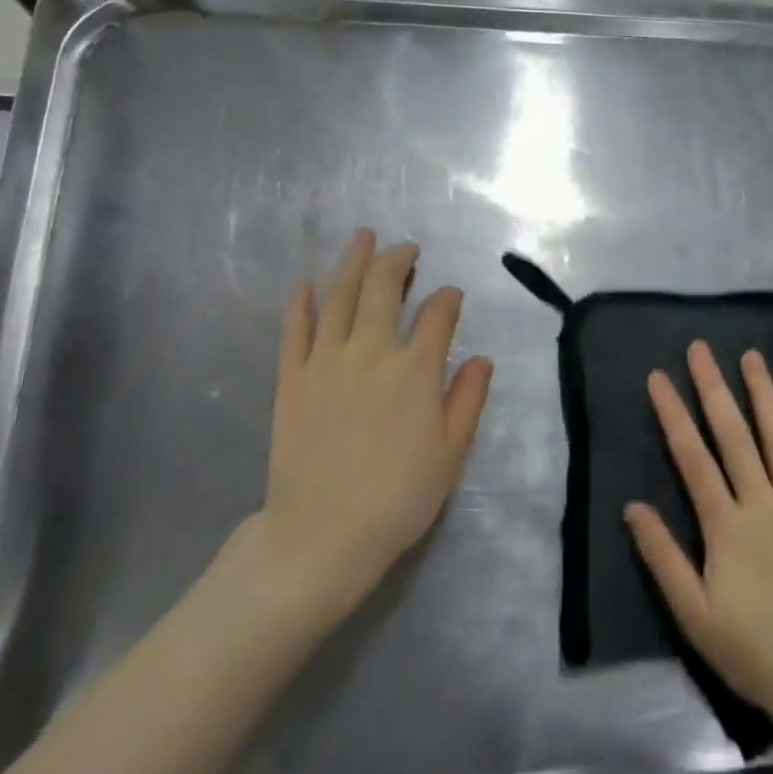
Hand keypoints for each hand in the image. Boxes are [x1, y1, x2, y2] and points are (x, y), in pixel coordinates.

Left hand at [255, 229, 493, 623]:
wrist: (321, 535)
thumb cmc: (397, 498)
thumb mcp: (450, 454)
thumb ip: (468, 400)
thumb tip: (481, 359)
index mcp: (416, 370)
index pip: (438, 315)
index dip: (449, 299)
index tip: (451, 297)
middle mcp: (371, 352)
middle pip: (384, 288)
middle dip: (398, 261)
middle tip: (406, 249)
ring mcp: (325, 361)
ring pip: (339, 296)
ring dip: (352, 262)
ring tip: (363, 238)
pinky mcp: (291, 378)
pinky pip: (294, 329)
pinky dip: (301, 302)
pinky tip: (306, 283)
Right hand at [626, 343, 772, 727]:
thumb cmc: (750, 650)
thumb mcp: (692, 613)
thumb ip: (662, 556)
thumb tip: (633, 505)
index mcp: (726, 526)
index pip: (692, 457)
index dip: (674, 414)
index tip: (659, 377)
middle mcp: (763, 505)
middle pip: (735, 437)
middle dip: (714, 389)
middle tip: (701, 349)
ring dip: (766, 398)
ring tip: (753, 358)